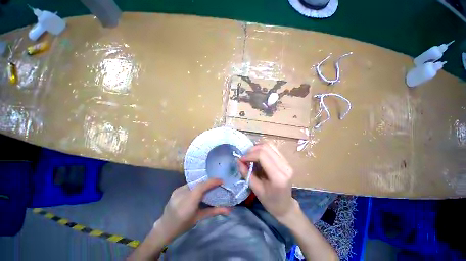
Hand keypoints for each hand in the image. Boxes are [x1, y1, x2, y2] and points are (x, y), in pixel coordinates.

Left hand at [155, 179, 230, 241]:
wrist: (165, 228)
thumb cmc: (183, 225)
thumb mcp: (199, 218)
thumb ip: (214, 212)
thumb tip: (229, 210)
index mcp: (188, 203)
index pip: (201, 187)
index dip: (212, 181)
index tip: (221, 181)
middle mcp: (182, 194)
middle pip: (199, 184)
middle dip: (210, 182)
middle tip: (218, 184)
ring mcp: (178, 191)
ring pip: (195, 183)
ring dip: (204, 184)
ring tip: (211, 186)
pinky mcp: (176, 190)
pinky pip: (190, 185)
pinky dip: (197, 185)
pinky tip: (200, 189)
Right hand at [238, 143, 295, 221]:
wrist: (285, 206)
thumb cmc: (270, 201)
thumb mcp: (255, 189)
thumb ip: (246, 173)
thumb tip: (238, 160)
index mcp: (278, 176)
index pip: (262, 155)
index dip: (249, 155)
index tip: (241, 159)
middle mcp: (285, 166)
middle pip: (266, 147)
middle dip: (252, 150)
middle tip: (245, 157)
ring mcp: (287, 162)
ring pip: (269, 145)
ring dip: (257, 148)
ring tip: (250, 155)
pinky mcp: (286, 160)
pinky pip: (272, 148)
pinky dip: (262, 149)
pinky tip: (257, 155)